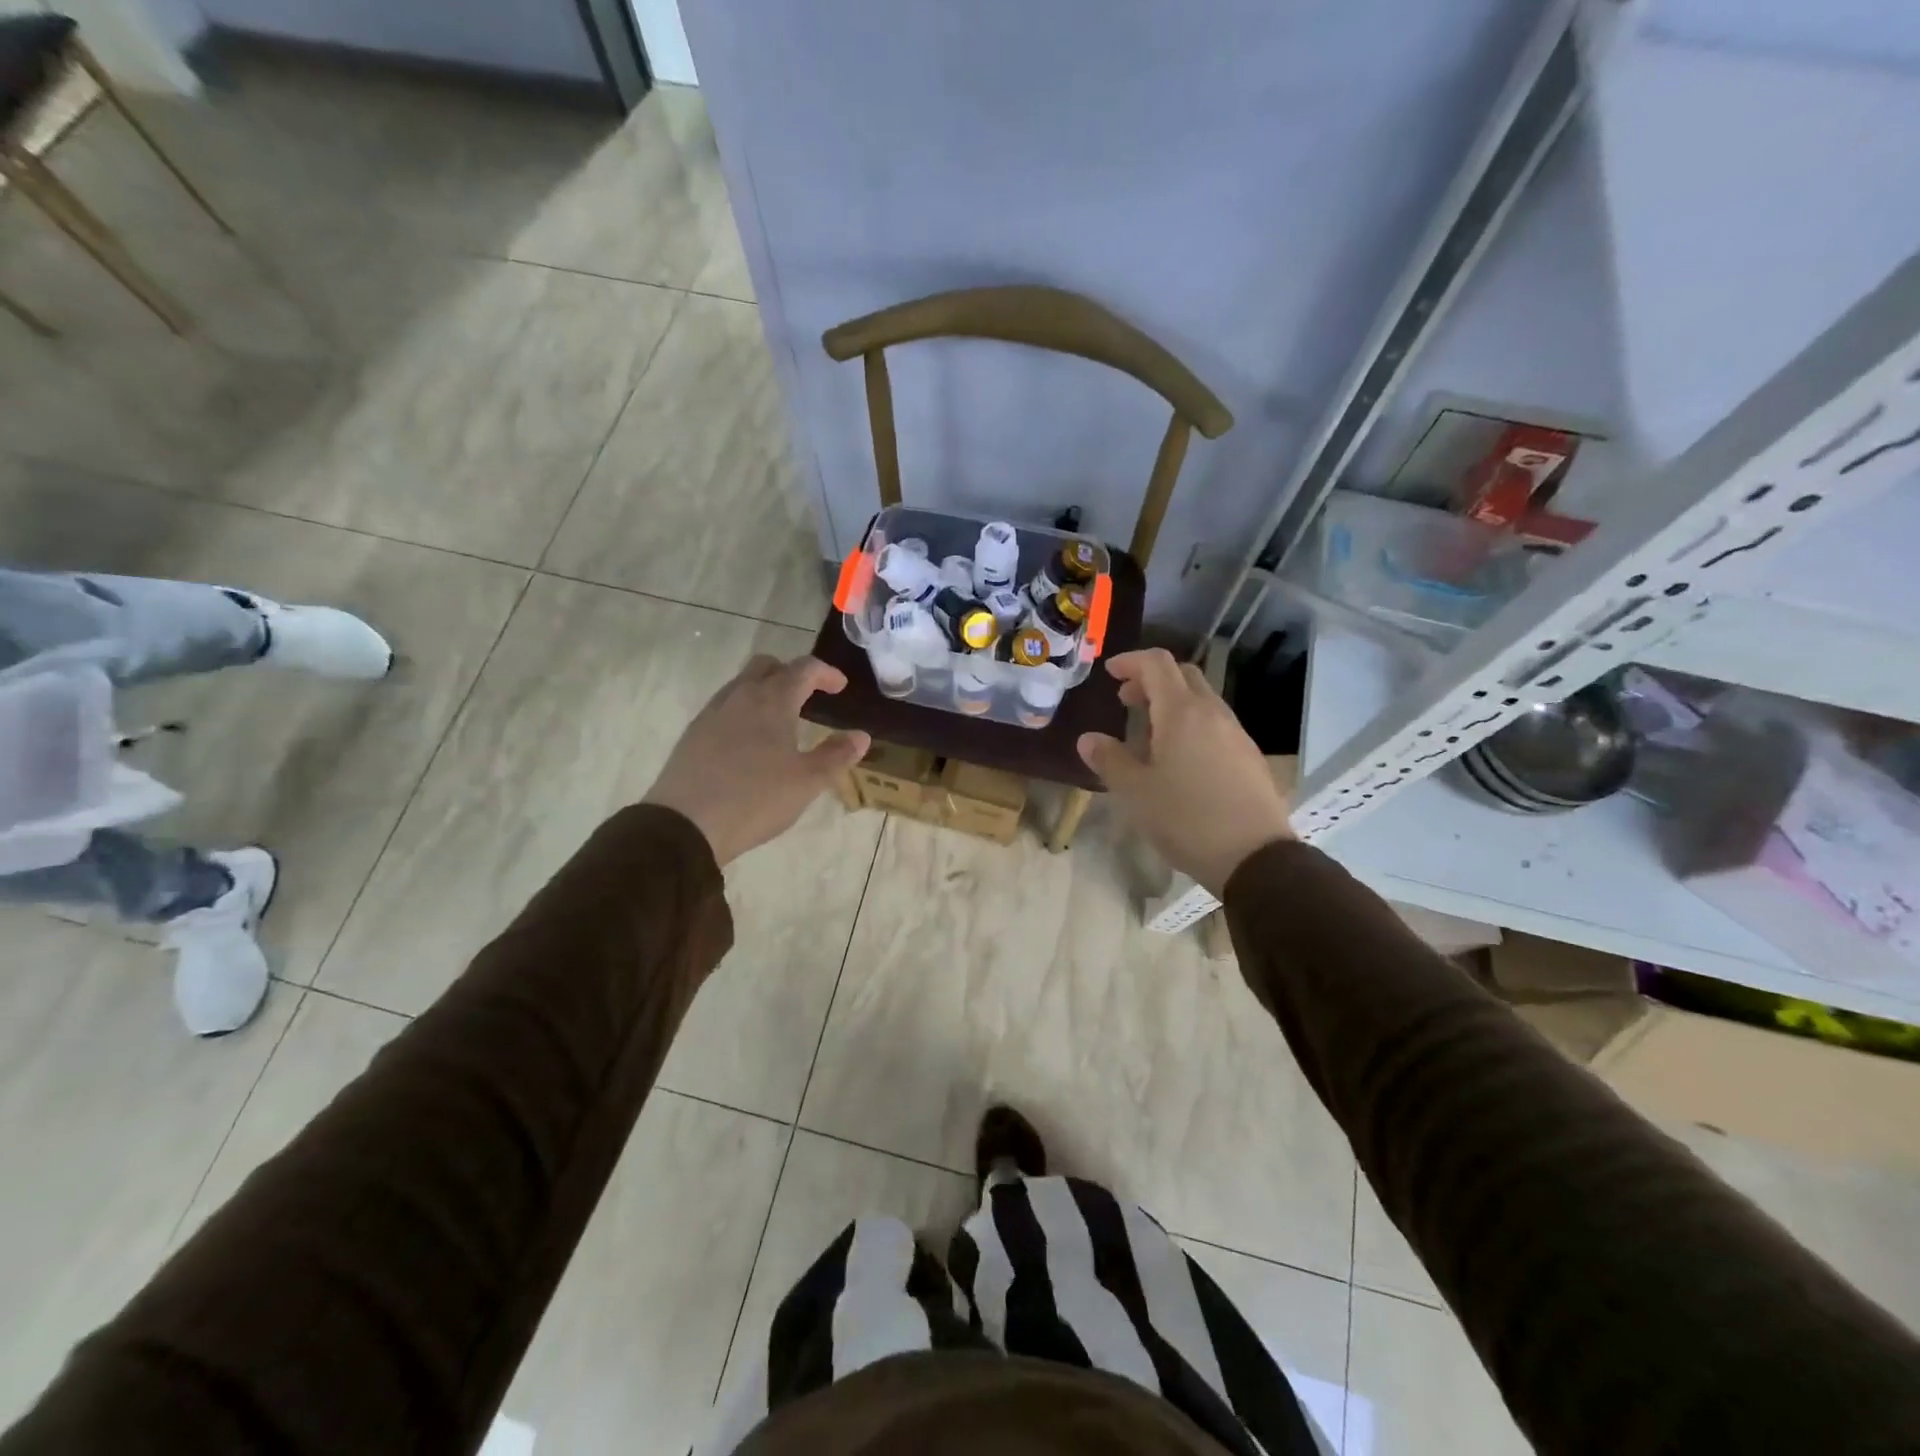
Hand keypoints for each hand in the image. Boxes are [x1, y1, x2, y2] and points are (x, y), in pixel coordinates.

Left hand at [643, 655, 869, 865]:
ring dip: (765, 691)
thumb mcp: (807, 782)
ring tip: (780, 720)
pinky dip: (743, 711)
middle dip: (790, 673)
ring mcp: (712, 714)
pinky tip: (749, 742)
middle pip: (766, 666)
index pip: (803, 669)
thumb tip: (861, 736)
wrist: (685, 824)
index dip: (825, 673)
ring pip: (741, 685)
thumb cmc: (756, 798)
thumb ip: (836, 755)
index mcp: (772, 701)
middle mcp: (740, 697)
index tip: (840, 687)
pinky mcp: (693, 735)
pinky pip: (724, 707)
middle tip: (808, 695)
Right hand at [1077, 648, 1293, 894]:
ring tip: (1149, 733)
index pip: (1157, 664)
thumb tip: (1088, 739)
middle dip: (1151, 679)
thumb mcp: (1135, 792)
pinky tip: (1180, 758)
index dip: (1131, 661)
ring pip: (1202, 700)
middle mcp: (1213, 713)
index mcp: (1182, 713)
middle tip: (1126, 700)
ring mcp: (1236, 734)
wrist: (1254, 857)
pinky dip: (1191, 723)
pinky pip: (1215, 724)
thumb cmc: (1186, 819)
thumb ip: (1109, 760)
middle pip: (1183, 675)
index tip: (1109, 673)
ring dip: (1172, 702)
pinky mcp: (1249, 756)